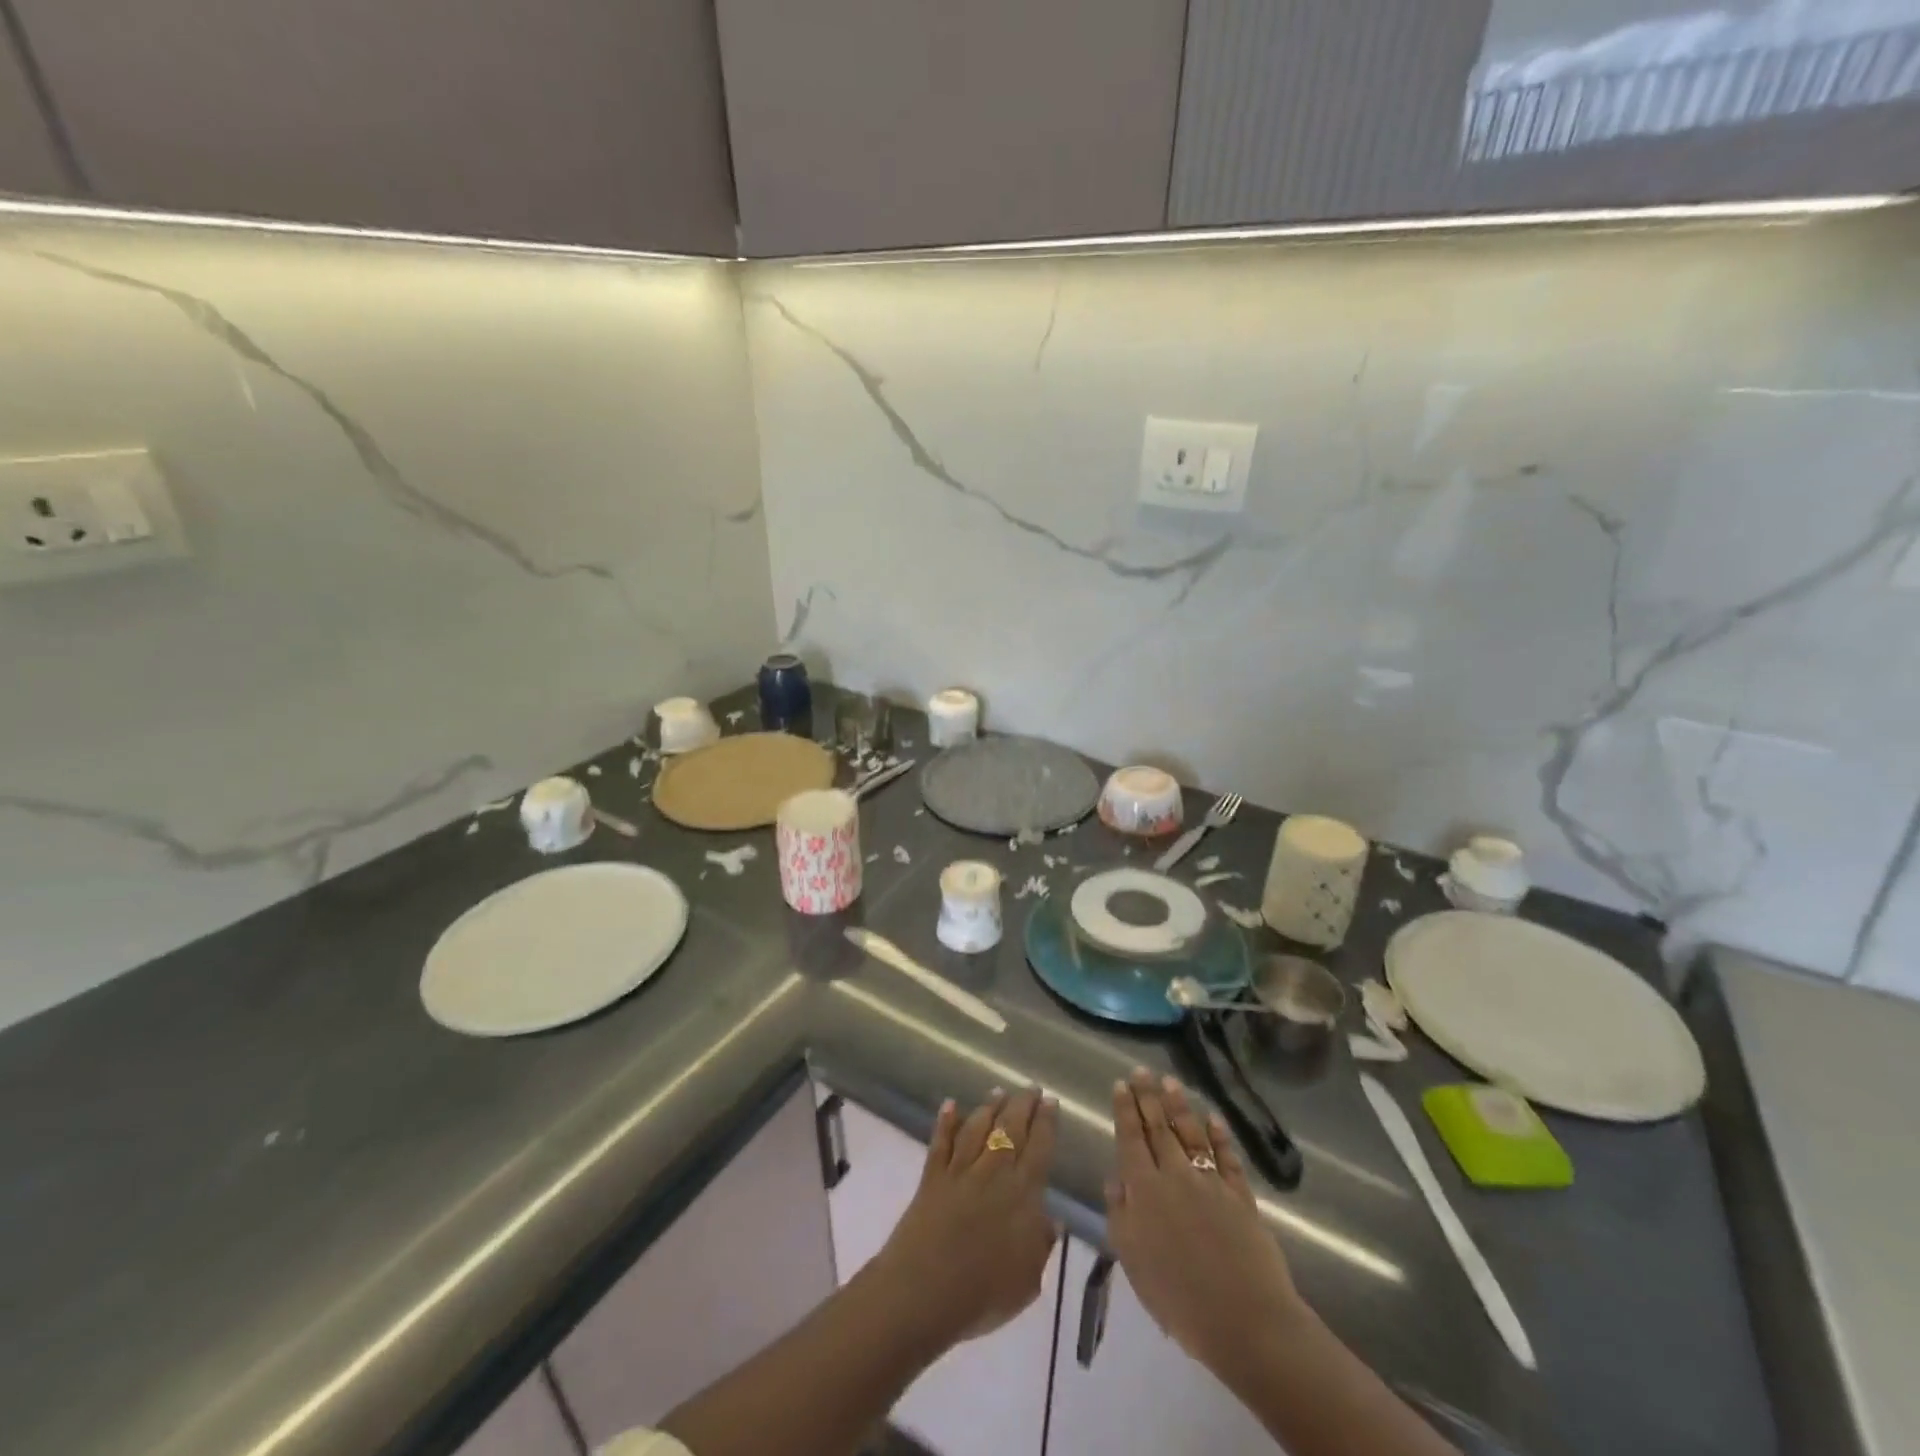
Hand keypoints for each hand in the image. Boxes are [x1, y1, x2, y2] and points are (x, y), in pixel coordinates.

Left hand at [873, 1088, 1059, 1347]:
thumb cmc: (983, 1294)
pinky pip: (941, 1142)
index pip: (1039, 1148)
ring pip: (978, 1127)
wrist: (925, 1292)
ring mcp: (960, 1170)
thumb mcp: (1028, 1281)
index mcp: (1022, 1194)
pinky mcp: (932, 1176)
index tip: (1051, 1102)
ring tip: (998, 1091)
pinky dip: (946, 1121)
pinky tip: (950, 1105)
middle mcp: (993, 1172)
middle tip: (1031, 1089)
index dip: (1046, 1123)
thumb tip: (1052, 1218)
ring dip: (990, 1107)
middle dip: (1023, 1105)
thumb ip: (1041, 1245)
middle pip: (1010, 1128)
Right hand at [1105, 1068, 1304, 1370]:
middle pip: (1159, 1129)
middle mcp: (1175, 1176)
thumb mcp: (1133, 1262)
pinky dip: (1220, 1135)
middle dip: (1148, 1097)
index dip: (1124, 1110)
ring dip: (1179, 1106)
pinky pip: (1227, 1157)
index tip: (1119, 1084)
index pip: (1131, 1139)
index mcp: (1145, 1190)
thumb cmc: (1179, 1299)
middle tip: (1142, 1071)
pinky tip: (1213, 1118)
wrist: (1245, 1321)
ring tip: (1170, 1082)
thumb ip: (1120, 1215)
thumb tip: (1115, 1177)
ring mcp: (1211, 1183)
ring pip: (1191, 1134)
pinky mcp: (1241, 1196)